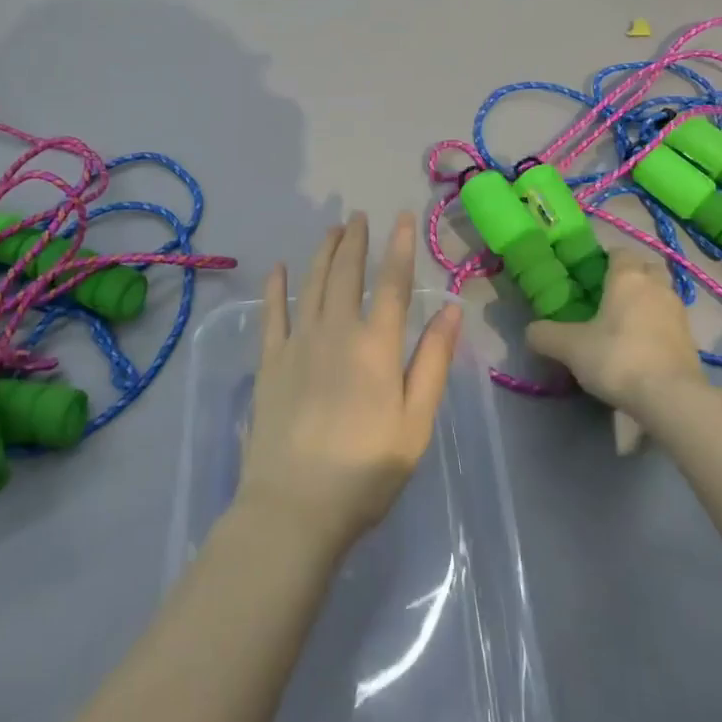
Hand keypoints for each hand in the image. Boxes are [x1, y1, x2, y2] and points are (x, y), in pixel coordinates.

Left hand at [237, 212, 461, 558]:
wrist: (295, 506)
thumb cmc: (365, 470)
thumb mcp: (415, 423)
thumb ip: (433, 362)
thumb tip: (452, 308)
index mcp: (376, 346)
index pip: (393, 283)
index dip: (398, 246)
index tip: (401, 217)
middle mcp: (336, 331)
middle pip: (347, 273)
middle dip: (355, 240)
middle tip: (358, 215)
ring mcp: (298, 343)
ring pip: (312, 283)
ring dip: (323, 253)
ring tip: (331, 230)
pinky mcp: (270, 362)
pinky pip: (273, 313)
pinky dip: (277, 287)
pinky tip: (278, 268)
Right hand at [527, 250, 701, 414]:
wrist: (671, 398)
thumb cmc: (617, 358)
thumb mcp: (570, 348)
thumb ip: (545, 335)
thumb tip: (531, 332)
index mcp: (628, 277)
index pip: (618, 252)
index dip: (603, 260)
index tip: (588, 277)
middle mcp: (656, 286)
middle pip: (645, 268)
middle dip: (630, 276)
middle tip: (607, 296)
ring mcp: (678, 312)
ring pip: (660, 294)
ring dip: (645, 301)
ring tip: (623, 323)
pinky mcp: (691, 339)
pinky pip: (669, 320)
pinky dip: (656, 325)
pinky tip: (640, 345)